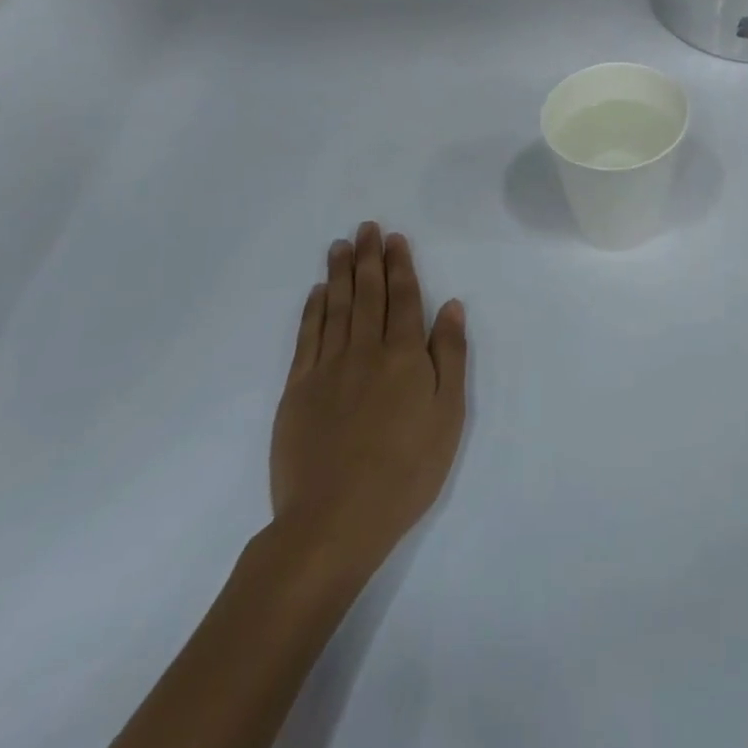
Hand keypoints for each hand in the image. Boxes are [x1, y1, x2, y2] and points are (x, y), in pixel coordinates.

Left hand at [268, 223, 467, 583]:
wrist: (334, 520)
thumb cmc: (406, 470)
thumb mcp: (448, 414)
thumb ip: (449, 355)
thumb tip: (450, 306)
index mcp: (404, 355)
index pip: (403, 298)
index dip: (400, 265)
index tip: (395, 239)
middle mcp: (365, 350)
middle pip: (367, 294)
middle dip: (369, 258)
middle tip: (366, 228)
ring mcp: (327, 368)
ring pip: (335, 308)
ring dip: (339, 274)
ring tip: (340, 246)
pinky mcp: (297, 390)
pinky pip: (306, 337)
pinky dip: (312, 310)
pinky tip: (317, 292)